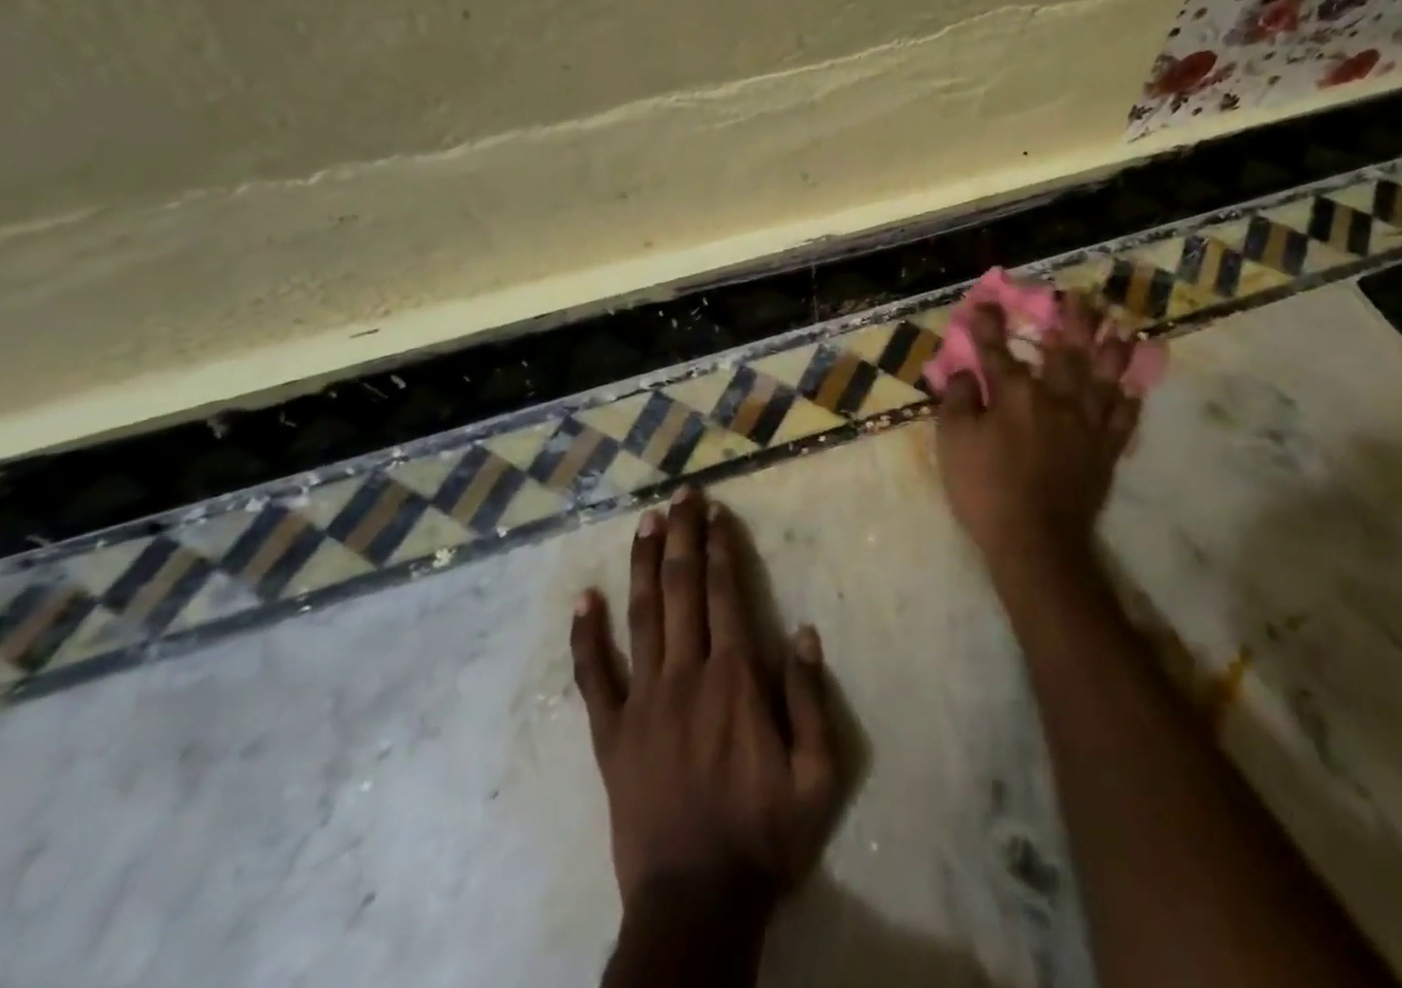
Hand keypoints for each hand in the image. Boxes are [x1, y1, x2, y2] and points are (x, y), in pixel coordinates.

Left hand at [571, 488, 841, 912]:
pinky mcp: (611, 734)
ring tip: (646, 522)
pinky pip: (593, 678)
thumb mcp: (817, 776)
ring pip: (642, 616)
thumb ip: (812, 700)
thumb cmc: (763, 837)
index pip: (725, 594)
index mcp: (736, 679)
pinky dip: (586, 637)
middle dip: (684, 536)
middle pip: (683, 588)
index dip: (721, 548)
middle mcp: (686, 674)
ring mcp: (643, 701)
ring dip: (644, 564)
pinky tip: (584, 600)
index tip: (717, 514)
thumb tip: (806, 633)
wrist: (695, 905)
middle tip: (683, 495)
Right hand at [936, 292, 1146, 575]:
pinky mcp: (1105, 452)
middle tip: (1080, 297)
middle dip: (1072, 321)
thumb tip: (965, 374)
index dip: (988, 325)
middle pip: (1067, 352)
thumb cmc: (986, 489)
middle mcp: (1057, 399)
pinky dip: (1128, 402)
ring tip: (1117, 329)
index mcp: (1016, 394)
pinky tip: (1131, 390)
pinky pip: (1123, 420)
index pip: (997, 350)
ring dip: (1111, 350)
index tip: (985, 301)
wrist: (1035, 540)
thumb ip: (959, 401)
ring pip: (1104, 378)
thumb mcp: (954, 443)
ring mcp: (1087, 425)